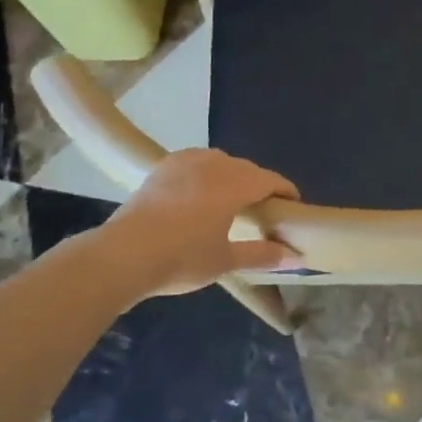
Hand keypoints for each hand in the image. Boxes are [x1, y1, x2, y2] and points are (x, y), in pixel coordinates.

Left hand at [100, 149, 299, 295]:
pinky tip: (199, 191)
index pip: (269, 180)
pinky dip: (205, 172)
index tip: (293, 205)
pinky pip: (195, 162)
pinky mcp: (162, 167)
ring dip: (231, 175)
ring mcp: (184, 162)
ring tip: (231, 199)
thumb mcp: (226, 260)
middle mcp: (213, 164)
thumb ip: (263, 255)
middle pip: (246, 169)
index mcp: (234, 184)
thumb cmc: (182, 258)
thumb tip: (297, 257)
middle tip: (262, 210)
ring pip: (219, 162)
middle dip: (258, 184)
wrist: (124, 254)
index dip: (285, 191)